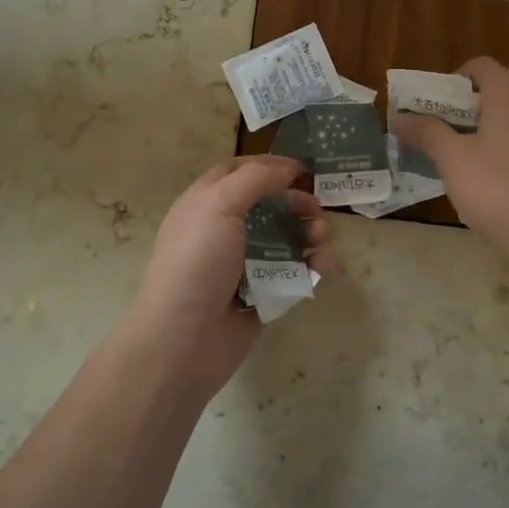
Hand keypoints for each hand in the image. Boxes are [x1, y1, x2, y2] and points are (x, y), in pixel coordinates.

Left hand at [127, 155, 335, 396]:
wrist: (183, 340)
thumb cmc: (197, 262)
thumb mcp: (219, 205)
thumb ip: (255, 179)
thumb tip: (287, 169)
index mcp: (205, 204)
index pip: (238, 172)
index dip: (269, 167)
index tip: (302, 170)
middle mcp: (222, 231)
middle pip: (268, 206)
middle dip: (297, 204)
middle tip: (317, 210)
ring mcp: (242, 265)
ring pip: (285, 240)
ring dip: (310, 235)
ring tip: (322, 242)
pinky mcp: (261, 296)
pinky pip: (292, 275)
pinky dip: (312, 268)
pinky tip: (325, 269)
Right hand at [392, 58, 508, 272]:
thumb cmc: (498, 191)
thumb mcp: (453, 161)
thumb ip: (426, 133)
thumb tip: (398, 117)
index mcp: (508, 94)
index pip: (483, 65)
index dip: (458, 77)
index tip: (439, 102)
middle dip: (485, 90)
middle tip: (461, 119)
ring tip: (488, 136)